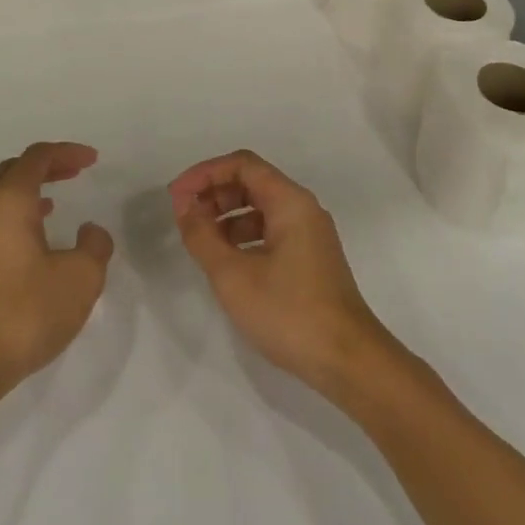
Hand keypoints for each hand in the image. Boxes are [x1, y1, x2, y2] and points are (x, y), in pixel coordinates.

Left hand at [0, 142, 113, 390]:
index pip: (37, 157)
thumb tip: (89, 231)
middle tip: (74, 172)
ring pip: (0, 197)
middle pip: (14, 171)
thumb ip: (94, 246)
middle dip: (46, 166)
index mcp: (9, 201)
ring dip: (30, 191)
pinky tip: (35, 239)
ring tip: (56, 202)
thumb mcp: (80, 277)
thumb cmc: (25, 310)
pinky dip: (17, 215)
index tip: (92, 160)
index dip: (67, 152)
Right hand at [168, 150, 394, 398]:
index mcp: (290, 201)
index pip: (242, 164)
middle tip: (184, 217)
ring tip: (200, 240)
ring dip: (227, 216)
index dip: (205, 173)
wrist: (347, 360)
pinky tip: (227, 261)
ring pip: (261, 207)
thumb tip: (184, 206)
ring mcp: (310, 233)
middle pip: (252, 182)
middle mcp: (303, 208)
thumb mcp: (233, 275)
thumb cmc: (288, 312)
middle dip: (214, 193)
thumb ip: (202, 236)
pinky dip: (244, 236)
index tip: (176, 196)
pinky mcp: (311, 258)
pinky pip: (271, 230)